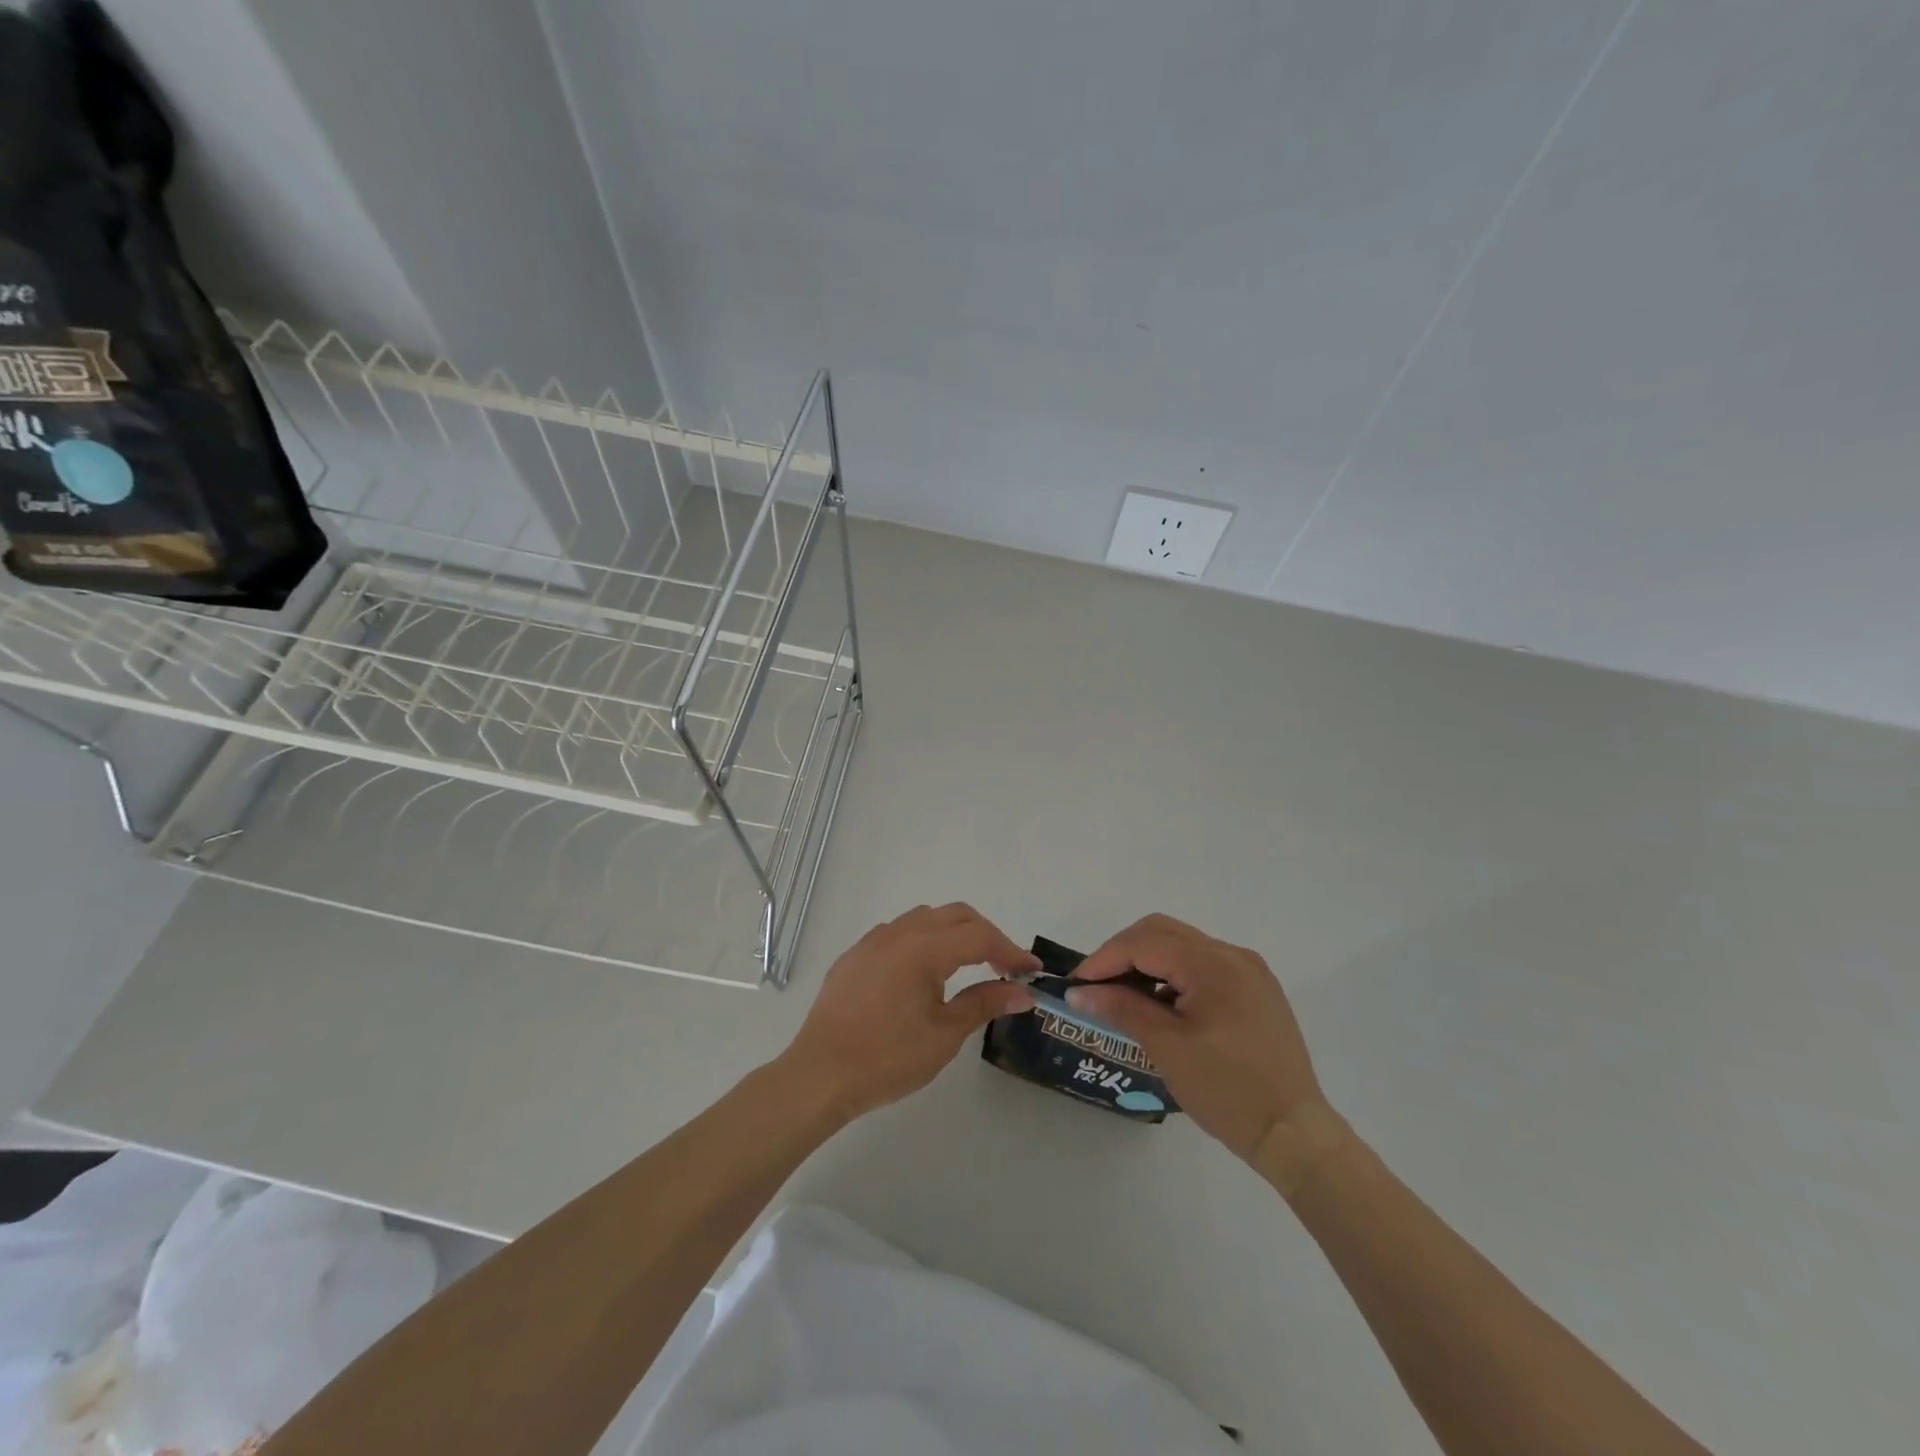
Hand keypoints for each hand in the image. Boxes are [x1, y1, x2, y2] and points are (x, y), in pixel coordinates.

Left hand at [781, 903, 1039, 1121]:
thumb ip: (984, 1003)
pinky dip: (924, 940)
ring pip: (925, 918)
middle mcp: (898, 933)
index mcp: (923, 948)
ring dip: (954, 933)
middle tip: (1005, 967)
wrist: (819, 1075)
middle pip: (955, 915)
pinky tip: (925, 972)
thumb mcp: (944, 1035)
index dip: (1010, 950)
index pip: (979, 936)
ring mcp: (872, 941)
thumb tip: (1022, 992)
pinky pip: (898, 933)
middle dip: (986, 935)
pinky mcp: (855, 956)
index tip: (1032, 971)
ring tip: (969, 965)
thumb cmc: (887, 1058)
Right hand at [1069, 915, 1336, 1175]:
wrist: (1295, 1134)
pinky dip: (1174, 976)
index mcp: (1212, 963)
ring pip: (1182, 946)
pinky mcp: (1256, 989)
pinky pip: (1203, 966)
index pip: (1144, 942)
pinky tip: (1160, 1006)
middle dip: (1123, 953)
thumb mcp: (1166, 1046)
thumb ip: (1121, 1007)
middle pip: (1162, 932)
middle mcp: (1232, 954)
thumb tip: (1078, 991)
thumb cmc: (1226, 1090)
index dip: (1104, 959)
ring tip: (1123, 998)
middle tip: (1096, 986)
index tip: (1076, 985)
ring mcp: (1248, 970)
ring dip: (1148, 963)